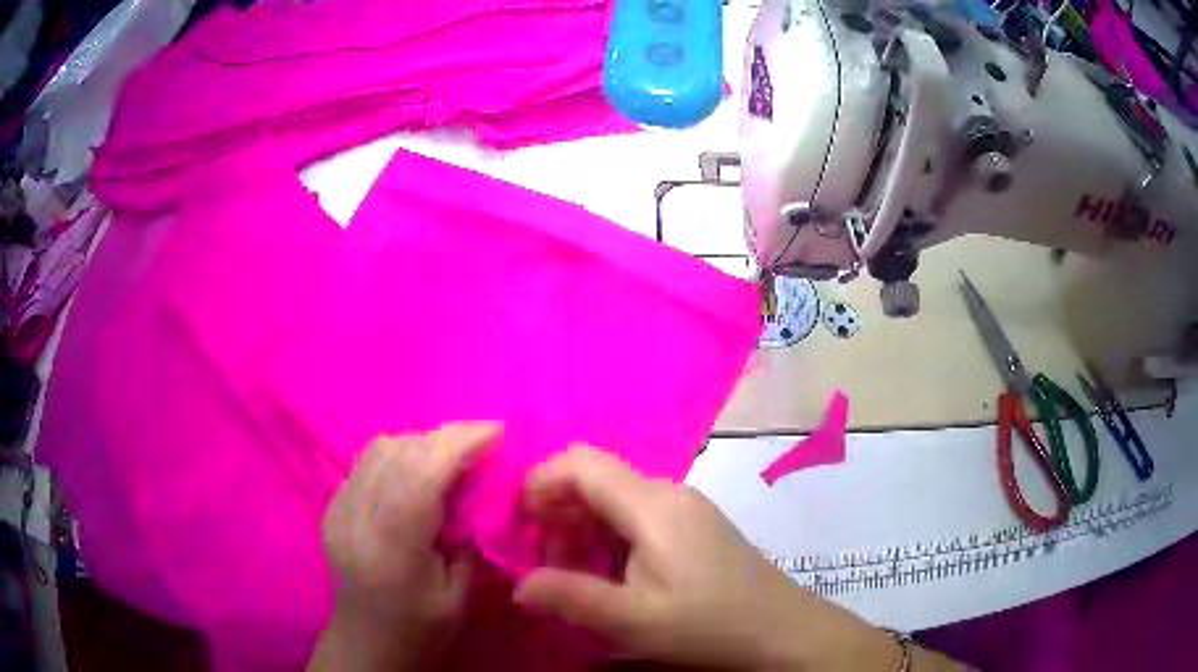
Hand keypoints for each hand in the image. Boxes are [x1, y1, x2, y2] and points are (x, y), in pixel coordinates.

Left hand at [308, 422, 500, 671]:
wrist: (365, 643)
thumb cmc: (419, 629)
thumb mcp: (459, 595)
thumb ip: (468, 539)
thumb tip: (479, 491)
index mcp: (392, 548)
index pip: (420, 476)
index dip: (459, 444)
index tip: (497, 431)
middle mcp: (357, 518)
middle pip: (399, 452)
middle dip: (446, 437)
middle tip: (483, 441)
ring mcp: (338, 508)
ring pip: (380, 448)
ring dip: (421, 443)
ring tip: (451, 457)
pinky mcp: (332, 506)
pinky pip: (367, 461)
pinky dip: (399, 455)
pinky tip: (418, 472)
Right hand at [512, 446, 907, 670]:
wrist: (782, 629)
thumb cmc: (709, 625)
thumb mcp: (634, 622)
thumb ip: (571, 598)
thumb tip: (517, 584)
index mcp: (652, 505)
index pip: (582, 462)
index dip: (540, 482)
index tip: (519, 525)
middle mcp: (668, 493)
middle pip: (595, 479)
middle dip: (558, 514)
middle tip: (546, 565)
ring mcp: (685, 507)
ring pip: (614, 499)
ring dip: (582, 530)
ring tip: (575, 577)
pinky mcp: (693, 525)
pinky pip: (636, 516)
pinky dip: (608, 538)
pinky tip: (610, 576)